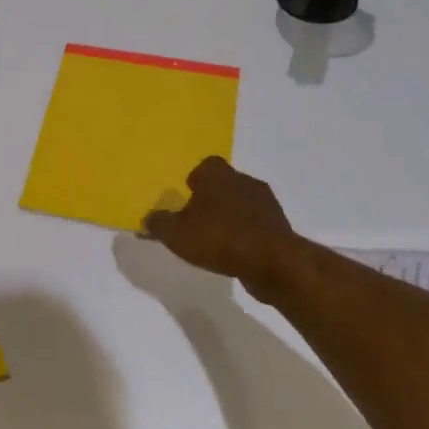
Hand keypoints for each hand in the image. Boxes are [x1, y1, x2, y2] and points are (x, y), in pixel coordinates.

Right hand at [141, 156, 308, 300]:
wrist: (272, 262)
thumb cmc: (218, 237)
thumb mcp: (175, 233)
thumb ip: (158, 224)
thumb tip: (147, 219)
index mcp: (216, 174)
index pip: (205, 166)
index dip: (196, 179)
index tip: (187, 195)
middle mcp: (243, 180)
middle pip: (225, 183)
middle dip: (213, 198)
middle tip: (198, 218)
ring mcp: (266, 203)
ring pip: (243, 203)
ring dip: (232, 216)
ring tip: (217, 239)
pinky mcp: (281, 226)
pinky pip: (257, 225)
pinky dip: (247, 234)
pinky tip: (236, 253)